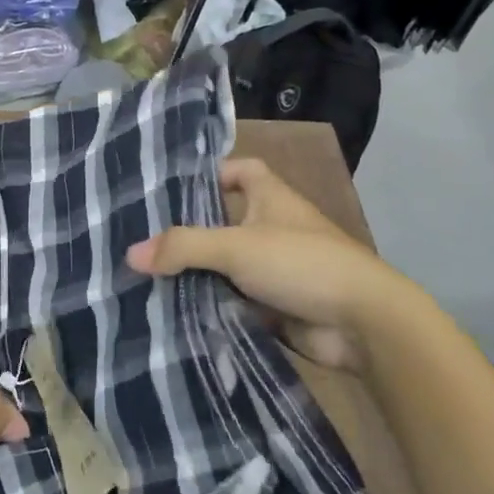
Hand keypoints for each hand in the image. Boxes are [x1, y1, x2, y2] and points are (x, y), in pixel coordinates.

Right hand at [124, 158, 426, 374]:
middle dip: (191, 231)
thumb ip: (184, 247)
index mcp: (271, 197)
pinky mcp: (277, 304)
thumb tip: (131, 253)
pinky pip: (236, 299)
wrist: (363, 323)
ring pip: (227, 264)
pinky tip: (176, 310)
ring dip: (198, 272)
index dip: (212, 174)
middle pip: (225, 221)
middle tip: (144, 239)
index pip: (241, 170)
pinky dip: (213, 304)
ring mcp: (277, 268)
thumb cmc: (301, 263)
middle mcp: (274, 227)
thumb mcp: (236, 247)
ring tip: (148, 276)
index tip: (174, 190)